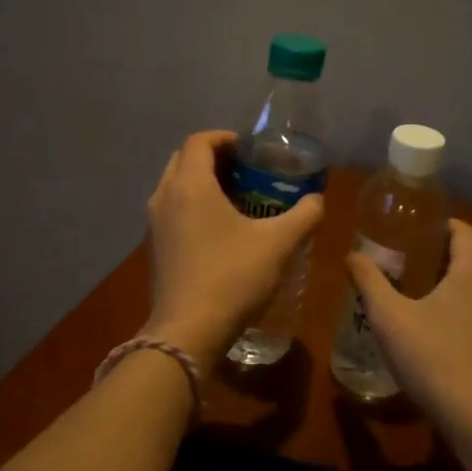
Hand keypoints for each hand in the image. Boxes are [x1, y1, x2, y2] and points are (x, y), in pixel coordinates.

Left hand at [144, 131, 324, 367]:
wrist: (187, 332)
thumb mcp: (278, 244)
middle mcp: (164, 196)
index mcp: (189, 185)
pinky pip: (172, 211)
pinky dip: (193, 207)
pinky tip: (221, 230)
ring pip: (176, 186)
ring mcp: (154, 224)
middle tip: (247, 171)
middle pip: (184, 160)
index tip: (252, 150)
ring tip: (238, 198)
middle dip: (214, 158)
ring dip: (202, 183)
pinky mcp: (154, 248)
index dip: (226, 138)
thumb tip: (317, 199)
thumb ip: (303, 215)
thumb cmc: (232, 277)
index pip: (200, 141)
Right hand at [348, 219, 471, 432]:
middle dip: (454, 245)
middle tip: (420, 252)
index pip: (465, 230)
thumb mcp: (387, 315)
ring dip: (466, 270)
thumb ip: (369, 280)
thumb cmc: (430, 355)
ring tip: (432, 280)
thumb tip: (353, 255)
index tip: (416, 229)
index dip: (442, 224)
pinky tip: (446, 314)